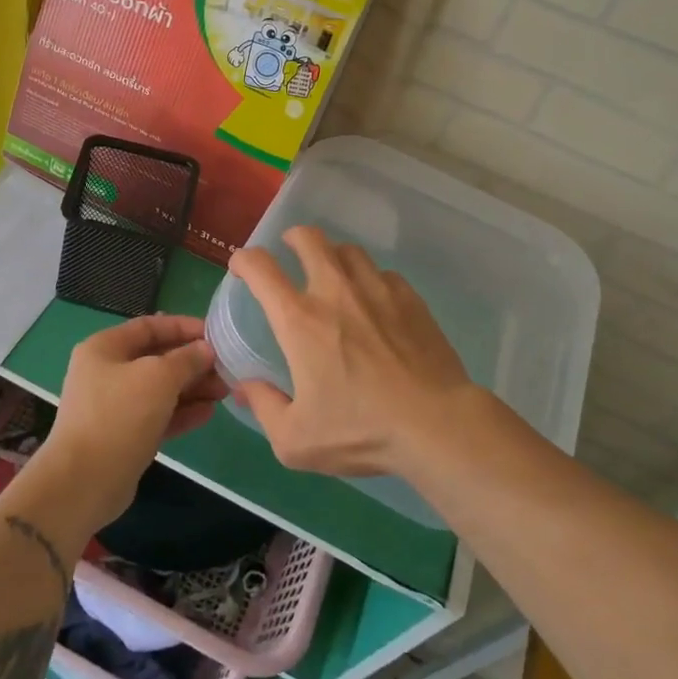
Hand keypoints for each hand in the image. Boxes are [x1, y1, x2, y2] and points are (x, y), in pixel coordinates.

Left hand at [33, 314, 227, 532]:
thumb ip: (186, 359)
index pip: (149, 326)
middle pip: (156, 358)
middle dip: (192, 362)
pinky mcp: (125, 436)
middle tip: (226, 368)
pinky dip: (182, 413)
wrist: (84, 482)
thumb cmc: (119, 416)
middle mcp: (107, 372)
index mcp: (105, 348)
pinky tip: (208, 413)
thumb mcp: (158, 378)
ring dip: (192, 388)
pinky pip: (158, 416)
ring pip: (160, 389)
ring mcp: (115, 406)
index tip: (215, 334)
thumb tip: (205, 349)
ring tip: (224, 391)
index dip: (183, 327)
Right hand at [227, 225, 481, 477]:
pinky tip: (374, 302)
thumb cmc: (361, 431)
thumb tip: (245, 387)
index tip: (241, 267)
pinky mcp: (410, 299)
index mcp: (299, 320)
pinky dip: (371, 279)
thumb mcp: (296, 440)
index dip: (244, 260)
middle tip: (290, 251)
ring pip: (349, 250)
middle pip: (309, 239)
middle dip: (293, 238)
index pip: (261, 268)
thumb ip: (264, 407)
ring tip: (333, 273)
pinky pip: (383, 274)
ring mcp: (377, 290)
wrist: (436, 426)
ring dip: (333, 255)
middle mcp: (335, 292)